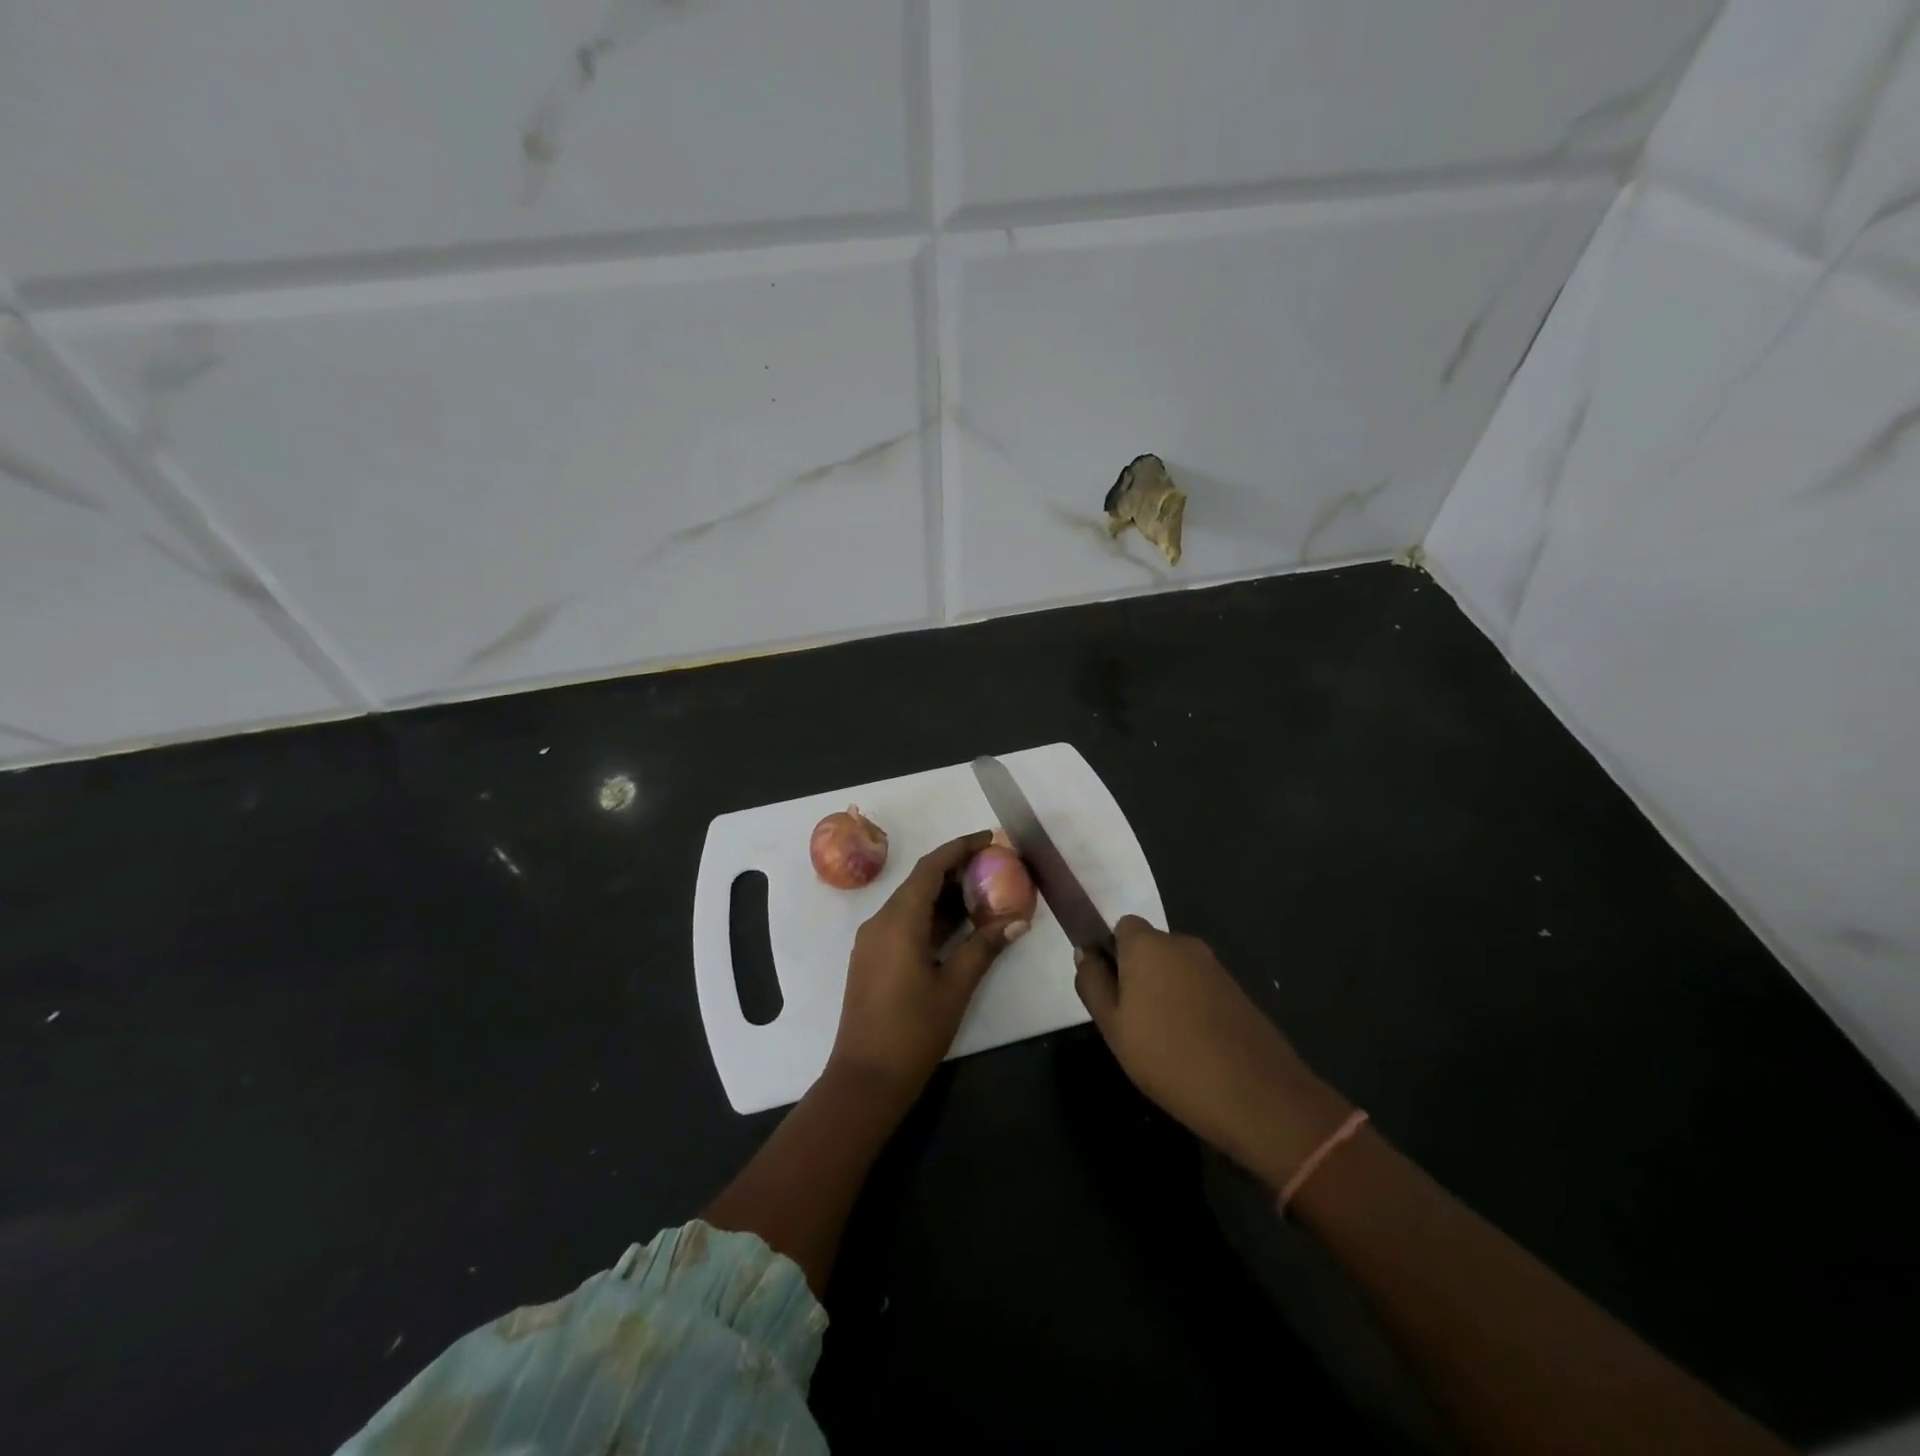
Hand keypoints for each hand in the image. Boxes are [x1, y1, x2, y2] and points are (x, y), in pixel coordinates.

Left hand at [828, 831, 1027, 1104]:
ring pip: (911, 902)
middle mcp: (880, 921)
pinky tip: (958, 923)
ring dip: (944, 893)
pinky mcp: (872, 957)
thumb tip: (1018, 920)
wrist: (865, 1079)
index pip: (931, 868)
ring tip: (984, 889)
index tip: (990, 838)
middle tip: (994, 864)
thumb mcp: (955, 987)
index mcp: (899, 921)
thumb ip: (985, 947)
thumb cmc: (913, 1031)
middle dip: (955, 869)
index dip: (960, 848)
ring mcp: (872, 940)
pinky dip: (931, 915)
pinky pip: (903, 922)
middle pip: (920, 881)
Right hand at [1074, 915, 1350, 1188]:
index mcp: (1148, 944)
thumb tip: (1086, 954)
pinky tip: (1192, 1049)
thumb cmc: (1169, 1058)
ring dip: (1165, 994)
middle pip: (1150, 948)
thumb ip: (1093, 984)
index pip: (1121, 927)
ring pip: (1176, 971)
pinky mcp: (1238, 993)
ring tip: (1162, 1043)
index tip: (1110, 992)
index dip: (1111, 954)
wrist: (1257, 1096)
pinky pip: (1200, 990)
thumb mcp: (1113, 1027)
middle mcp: (1183, 944)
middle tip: (1131, 1024)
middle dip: (1138, 976)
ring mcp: (1215, 968)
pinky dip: (1191, 1009)